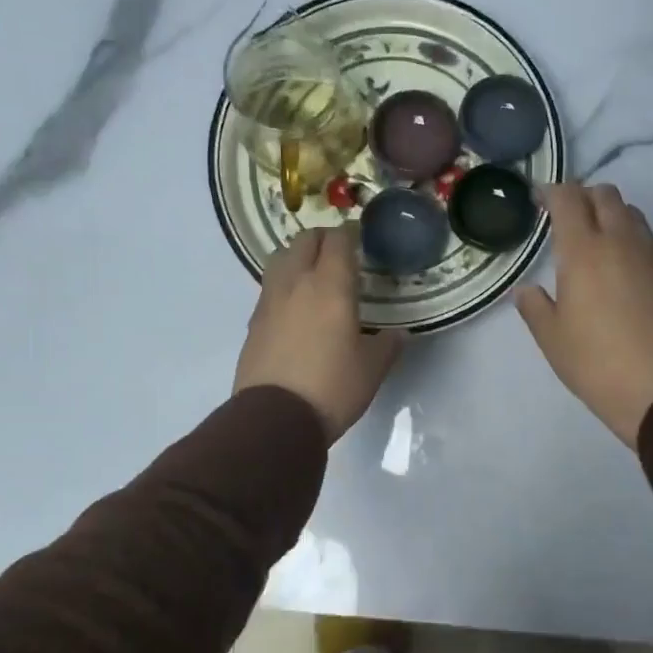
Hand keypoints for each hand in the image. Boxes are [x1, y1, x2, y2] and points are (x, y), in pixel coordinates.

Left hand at [235, 226, 402, 442]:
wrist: (275, 418)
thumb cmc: (332, 387)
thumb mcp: (373, 369)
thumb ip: (389, 344)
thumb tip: (398, 334)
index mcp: (330, 286)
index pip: (338, 240)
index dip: (351, 234)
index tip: (361, 240)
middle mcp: (296, 283)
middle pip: (304, 240)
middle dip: (323, 239)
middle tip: (340, 255)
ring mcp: (269, 301)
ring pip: (281, 258)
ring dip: (298, 256)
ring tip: (314, 275)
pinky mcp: (254, 322)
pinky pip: (270, 287)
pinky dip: (285, 284)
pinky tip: (296, 307)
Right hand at [516, 183, 652, 447]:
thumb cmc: (594, 362)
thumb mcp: (551, 338)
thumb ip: (534, 307)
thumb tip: (526, 290)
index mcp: (584, 250)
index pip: (568, 199)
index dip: (551, 192)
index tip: (539, 199)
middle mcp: (620, 241)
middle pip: (605, 195)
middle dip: (583, 196)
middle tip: (566, 217)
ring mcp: (652, 254)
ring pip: (631, 213)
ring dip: (610, 213)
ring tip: (596, 239)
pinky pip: (649, 238)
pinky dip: (631, 237)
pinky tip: (623, 265)